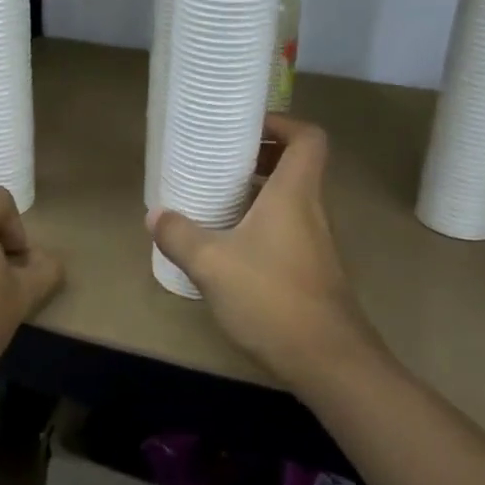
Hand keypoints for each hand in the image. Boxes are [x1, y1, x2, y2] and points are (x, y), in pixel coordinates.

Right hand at [149, 115, 380, 393]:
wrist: (329, 361)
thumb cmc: (272, 297)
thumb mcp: (212, 264)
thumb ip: (180, 236)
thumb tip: (155, 215)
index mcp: (294, 193)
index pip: (308, 137)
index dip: (282, 123)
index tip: (246, 128)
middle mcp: (311, 209)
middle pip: (297, 165)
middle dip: (261, 155)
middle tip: (222, 160)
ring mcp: (317, 241)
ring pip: (292, 199)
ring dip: (260, 191)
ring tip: (219, 198)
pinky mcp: (313, 269)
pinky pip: (289, 227)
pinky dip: (263, 222)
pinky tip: (231, 246)